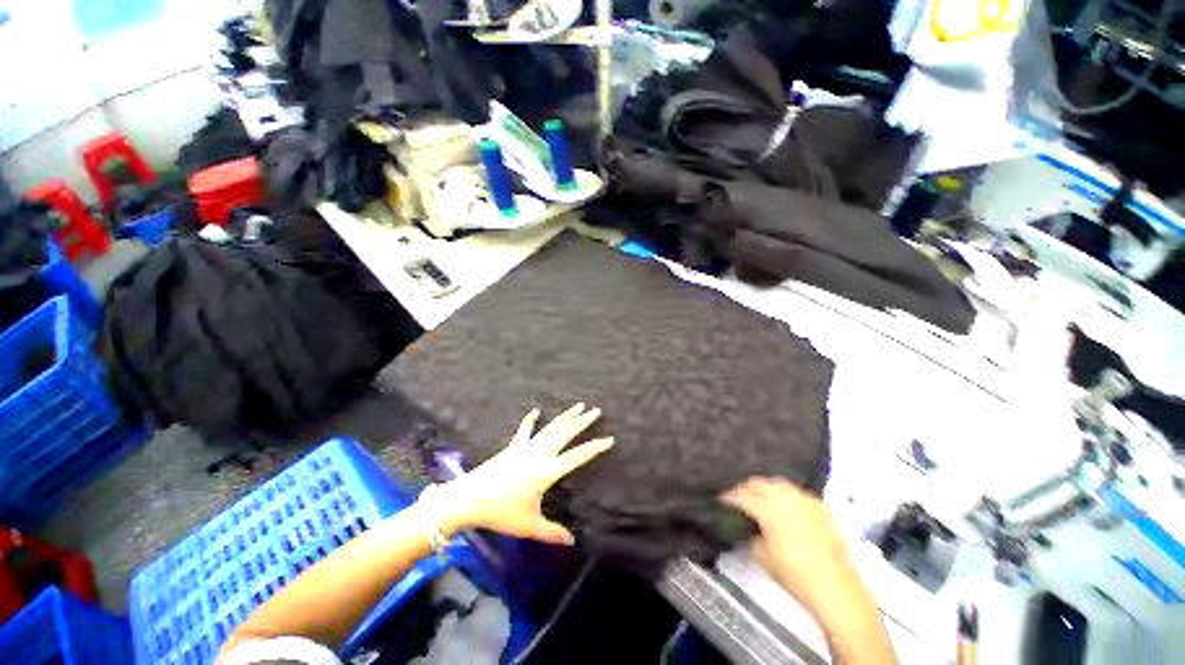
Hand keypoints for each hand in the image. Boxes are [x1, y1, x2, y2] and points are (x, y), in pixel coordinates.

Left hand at [423, 403, 612, 544]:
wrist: (469, 498)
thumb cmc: (501, 512)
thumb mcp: (529, 525)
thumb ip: (552, 532)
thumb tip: (572, 541)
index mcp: (547, 471)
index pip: (577, 457)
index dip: (595, 447)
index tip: (610, 438)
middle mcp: (540, 454)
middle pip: (566, 433)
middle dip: (583, 421)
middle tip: (596, 410)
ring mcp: (526, 447)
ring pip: (551, 428)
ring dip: (566, 416)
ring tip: (579, 405)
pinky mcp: (514, 446)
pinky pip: (525, 429)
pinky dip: (531, 420)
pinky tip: (537, 411)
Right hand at [721, 478, 858, 616]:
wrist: (835, 587)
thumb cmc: (794, 574)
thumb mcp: (761, 556)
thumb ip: (749, 533)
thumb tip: (746, 526)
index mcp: (768, 508)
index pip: (742, 495)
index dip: (728, 497)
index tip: (721, 500)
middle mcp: (786, 497)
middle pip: (758, 483)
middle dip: (745, 488)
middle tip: (737, 498)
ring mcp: (804, 499)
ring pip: (777, 483)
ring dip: (764, 488)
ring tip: (758, 499)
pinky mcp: (818, 506)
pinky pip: (795, 492)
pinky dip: (784, 494)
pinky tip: (782, 506)